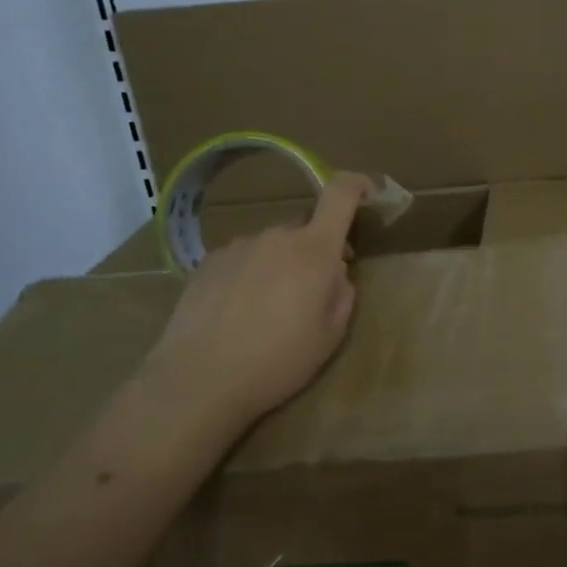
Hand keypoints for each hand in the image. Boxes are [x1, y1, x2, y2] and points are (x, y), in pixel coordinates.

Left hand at [137, 172, 369, 434]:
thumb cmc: (278, 361)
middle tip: (314, 290)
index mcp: (314, 249)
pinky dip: (250, 275)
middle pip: (305, 228)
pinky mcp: (208, 263)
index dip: (358, 185)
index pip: (340, 194)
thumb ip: (342, 292)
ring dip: (280, 265)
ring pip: (272, 245)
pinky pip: (242, 259)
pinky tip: (238, 313)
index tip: (367, 193)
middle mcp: (276, 236)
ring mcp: (238, 246)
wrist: (199, 381)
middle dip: (316, 250)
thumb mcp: (331, 334)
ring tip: (269, 310)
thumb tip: (335, 272)